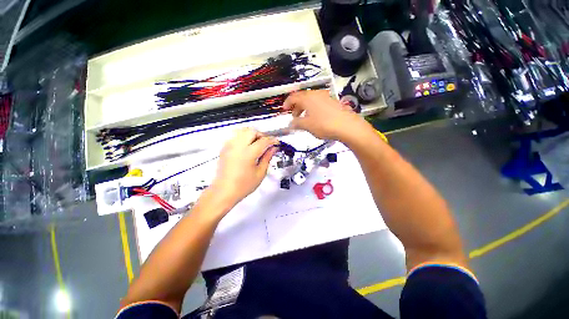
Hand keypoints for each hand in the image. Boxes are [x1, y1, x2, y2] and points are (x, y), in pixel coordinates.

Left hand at [210, 128, 278, 206]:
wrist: (224, 191)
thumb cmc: (243, 185)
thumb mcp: (260, 173)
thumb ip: (267, 157)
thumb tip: (273, 149)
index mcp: (248, 153)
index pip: (263, 141)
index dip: (272, 141)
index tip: (277, 143)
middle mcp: (238, 146)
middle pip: (252, 131)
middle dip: (262, 135)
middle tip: (266, 144)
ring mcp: (229, 146)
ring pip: (242, 131)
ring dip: (252, 134)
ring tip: (257, 144)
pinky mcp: (225, 148)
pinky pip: (235, 136)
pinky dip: (243, 137)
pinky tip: (247, 146)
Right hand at [282, 90, 368, 141]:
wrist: (347, 126)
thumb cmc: (323, 125)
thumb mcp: (307, 125)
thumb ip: (296, 123)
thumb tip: (290, 124)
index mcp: (308, 98)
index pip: (293, 97)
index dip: (287, 103)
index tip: (284, 110)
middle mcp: (316, 94)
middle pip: (303, 98)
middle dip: (297, 107)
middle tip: (295, 117)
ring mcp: (326, 97)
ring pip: (311, 100)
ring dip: (305, 108)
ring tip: (305, 119)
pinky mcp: (333, 102)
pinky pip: (319, 103)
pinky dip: (314, 109)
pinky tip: (316, 119)